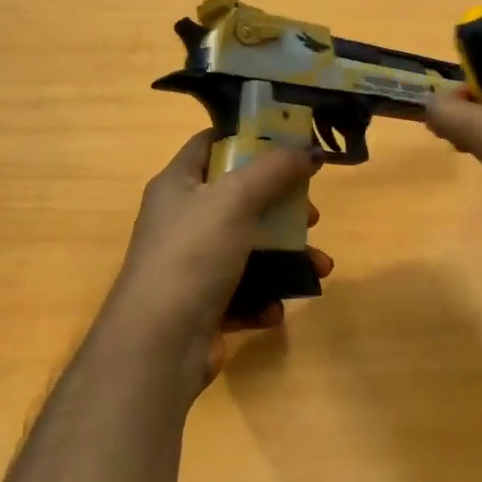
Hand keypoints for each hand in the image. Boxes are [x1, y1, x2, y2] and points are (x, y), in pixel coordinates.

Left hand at [101, 131, 332, 390]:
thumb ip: (274, 169)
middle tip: (312, 214)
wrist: (160, 342)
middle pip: (240, 200)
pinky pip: (244, 293)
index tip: (292, 144)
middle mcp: (182, 222)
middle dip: (282, 207)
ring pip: (250, 250)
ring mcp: (193, 266)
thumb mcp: (234, 199)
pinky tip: (277, 307)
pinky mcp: (205, 305)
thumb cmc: (193, 255)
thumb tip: (310, 148)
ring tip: (320, 267)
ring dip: (288, 258)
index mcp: (177, 185)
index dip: (250, 138)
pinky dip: (265, 298)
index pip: (211, 144)